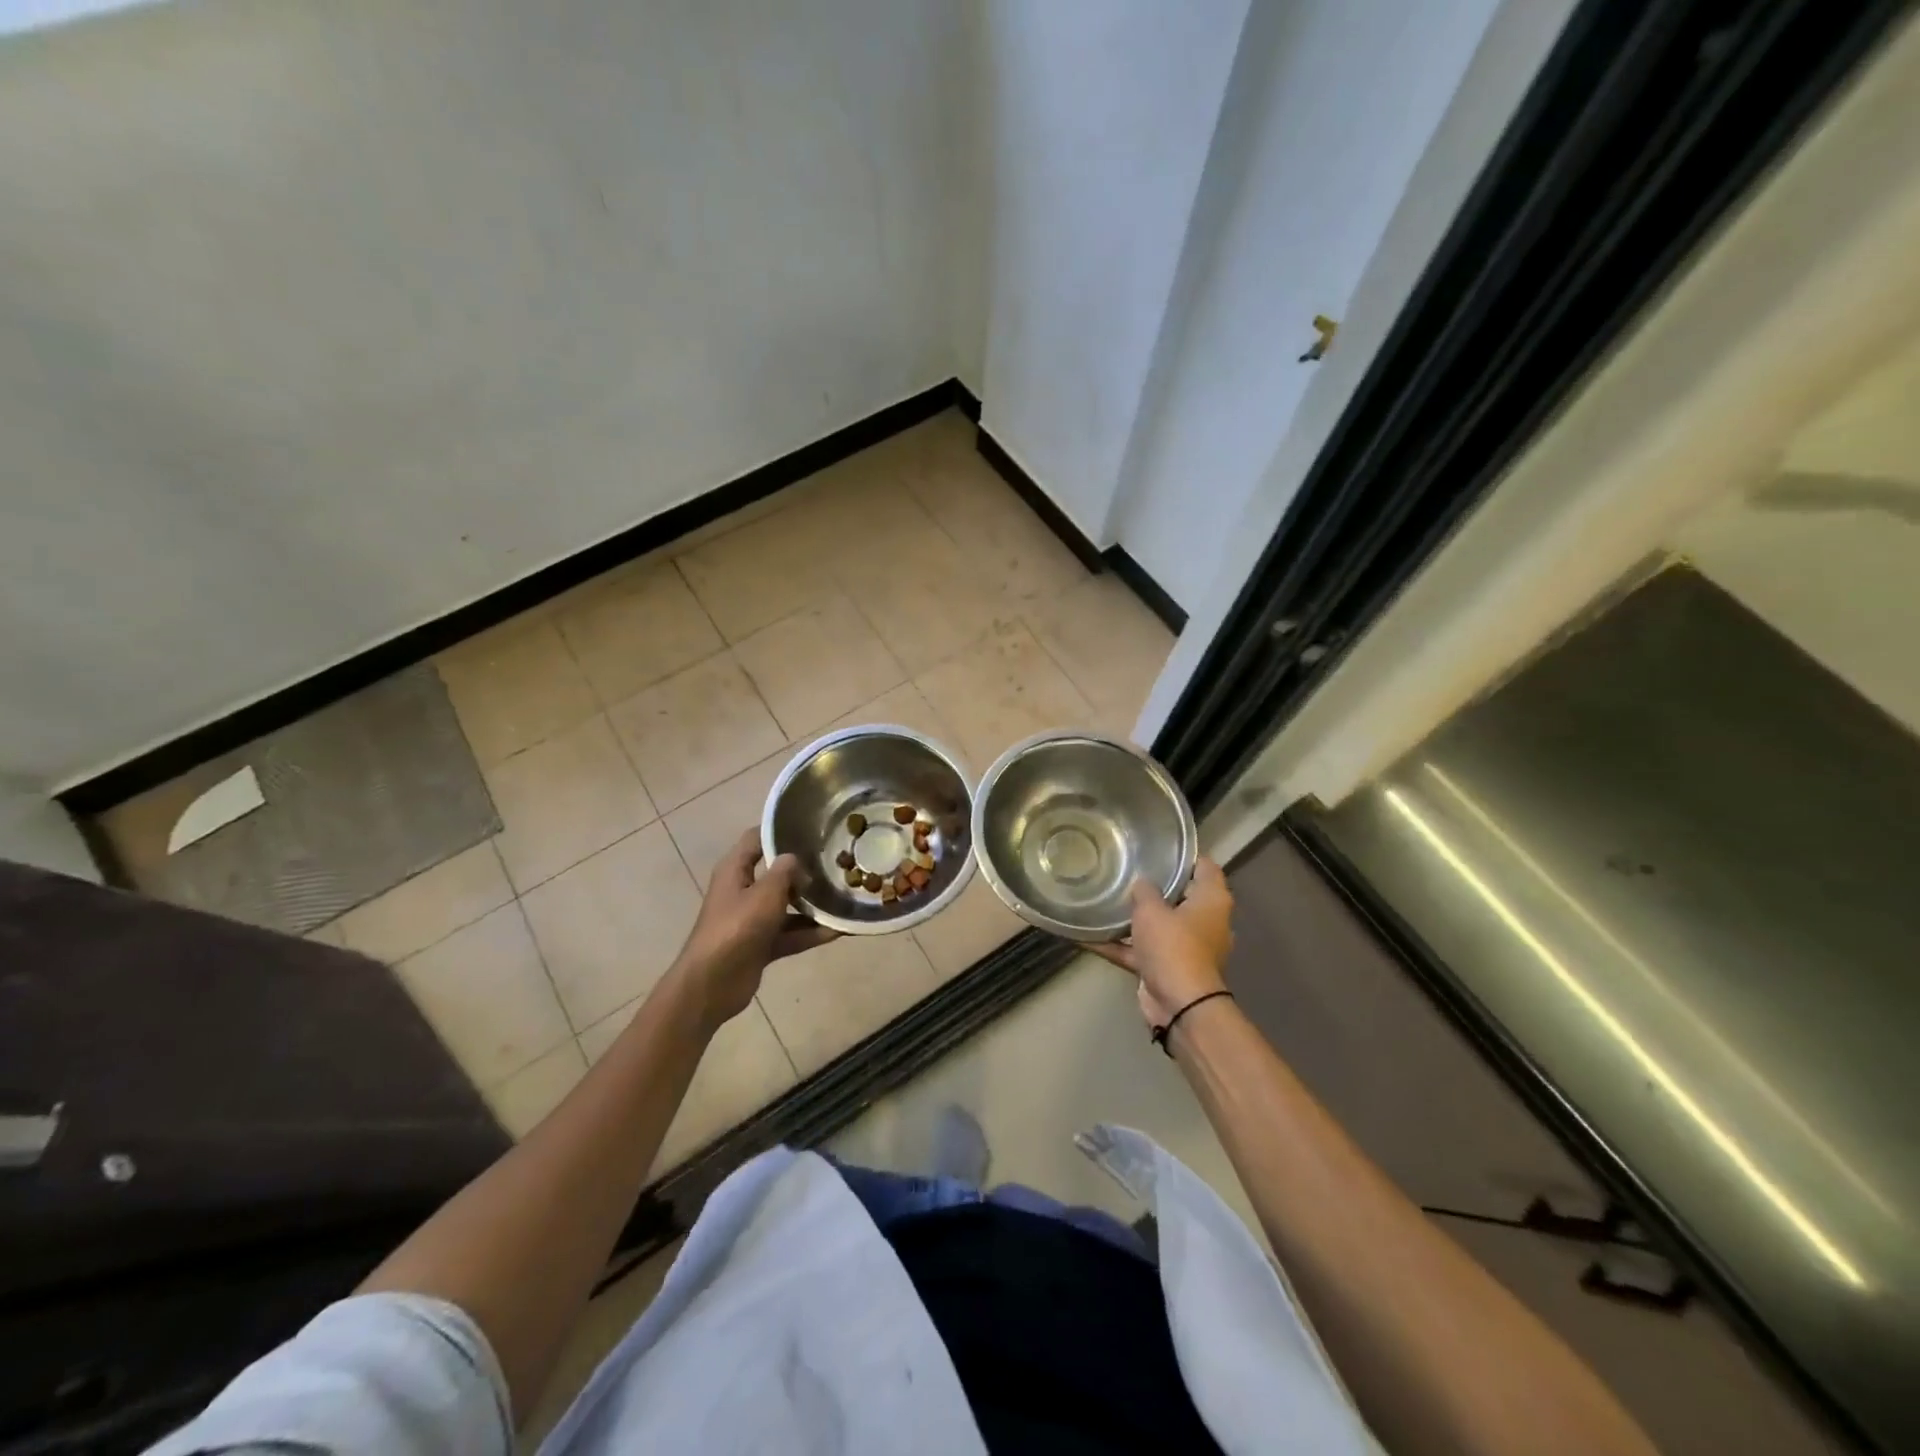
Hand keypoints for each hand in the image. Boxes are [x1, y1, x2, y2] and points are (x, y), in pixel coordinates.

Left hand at [669, 829, 838, 1030]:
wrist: (712, 985)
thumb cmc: (736, 928)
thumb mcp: (766, 893)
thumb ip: (785, 871)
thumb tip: (797, 860)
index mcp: (735, 869)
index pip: (757, 838)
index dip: (780, 829)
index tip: (811, 825)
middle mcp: (743, 889)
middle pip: (776, 872)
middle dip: (804, 868)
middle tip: (837, 859)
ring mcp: (752, 918)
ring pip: (787, 904)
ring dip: (812, 903)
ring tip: (845, 894)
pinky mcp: (762, 944)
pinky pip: (792, 932)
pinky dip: (812, 932)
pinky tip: (841, 930)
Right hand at [1086, 857, 1233, 1028]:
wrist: (1180, 1005)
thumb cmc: (1173, 946)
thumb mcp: (1152, 910)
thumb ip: (1144, 891)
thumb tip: (1141, 884)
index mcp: (1212, 901)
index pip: (1204, 866)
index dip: (1184, 855)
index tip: (1158, 846)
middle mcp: (1204, 921)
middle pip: (1180, 894)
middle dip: (1154, 884)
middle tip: (1126, 868)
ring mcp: (1185, 946)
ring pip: (1157, 924)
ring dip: (1134, 917)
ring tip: (1104, 897)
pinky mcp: (1166, 967)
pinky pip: (1139, 950)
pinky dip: (1117, 945)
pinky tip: (1084, 936)